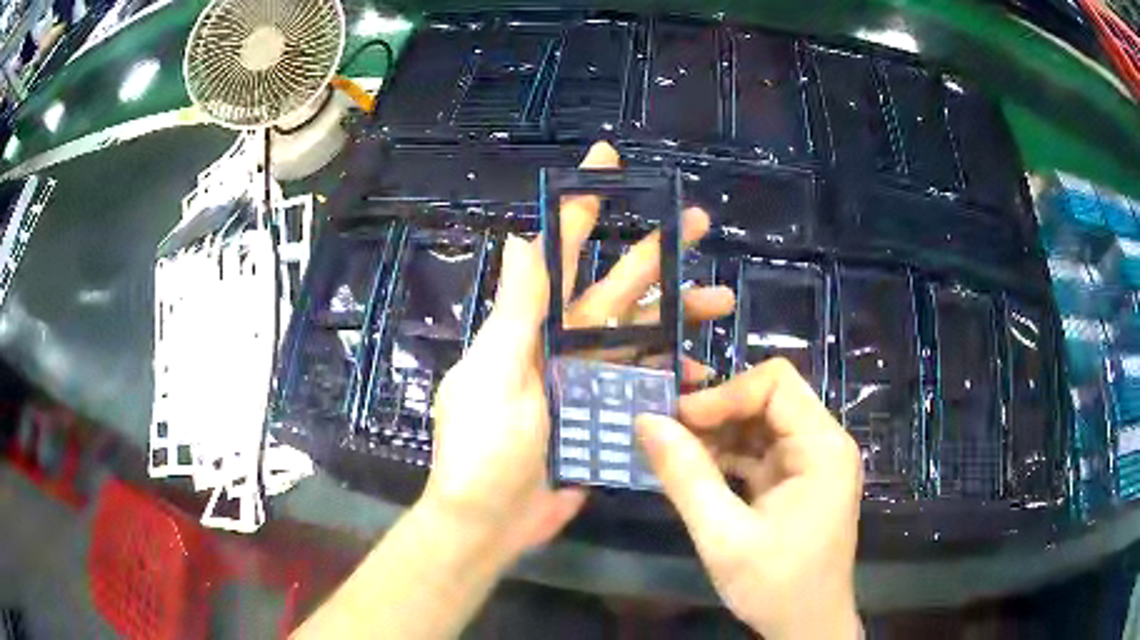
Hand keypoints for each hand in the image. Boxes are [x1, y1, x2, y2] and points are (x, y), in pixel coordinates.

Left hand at [423, 142, 733, 559]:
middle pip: (616, 287)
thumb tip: (518, 237)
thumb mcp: (493, 375)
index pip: (558, 251)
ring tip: (722, 299)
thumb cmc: (482, 450)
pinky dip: (673, 378)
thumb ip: (514, 312)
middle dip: (655, 252)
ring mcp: (587, 381)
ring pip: (641, 336)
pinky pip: (645, 387)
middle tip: (697, 221)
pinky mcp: (604, 416)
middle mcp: (562, 345)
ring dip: (679, 316)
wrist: (489, 522)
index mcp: (531, 327)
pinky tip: (704, 373)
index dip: (582, 204)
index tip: (606, 160)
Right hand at [636, 359, 862, 639]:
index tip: (677, 420)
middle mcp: (822, 444)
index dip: (724, 393)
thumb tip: (646, 422)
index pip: (775, 384)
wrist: (805, 627)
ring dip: (716, 434)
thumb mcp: (724, 536)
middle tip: (665, 432)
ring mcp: (810, 463)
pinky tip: (693, 471)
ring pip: (759, 424)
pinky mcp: (795, 481)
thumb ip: (686, 477)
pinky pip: (757, 452)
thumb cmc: (775, 585)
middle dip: (716, 412)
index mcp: (823, 448)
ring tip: (672, 452)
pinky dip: (724, 457)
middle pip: (768, 399)